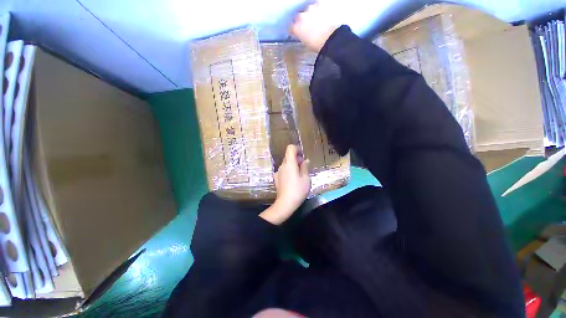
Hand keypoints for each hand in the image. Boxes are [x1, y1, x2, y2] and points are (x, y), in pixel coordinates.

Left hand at [260, 145, 310, 224]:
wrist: (285, 203)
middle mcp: (282, 165)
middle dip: (296, 158)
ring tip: (299, 175)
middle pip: (288, 156)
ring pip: (286, 164)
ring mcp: (278, 172)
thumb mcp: (306, 179)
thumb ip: (305, 167)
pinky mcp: (276, 178)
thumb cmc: (298, 190)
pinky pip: (283, 170)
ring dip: (292, 165)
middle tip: (303, 167)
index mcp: (290, 163)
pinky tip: (292, 180)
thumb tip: (305, 161)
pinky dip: (288, 171)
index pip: (290, 148)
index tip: (302, 156)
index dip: (297, 149)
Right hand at [290, 2, 337, 52]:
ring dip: (310, 14)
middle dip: (301, 21)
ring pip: (307, 10)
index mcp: (295, 28)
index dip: (294, 29)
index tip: (298, 32)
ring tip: (316, 20)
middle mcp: (300, 16)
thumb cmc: (317, 45)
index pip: (291, 27)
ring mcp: (310, 9)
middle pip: (298, 17)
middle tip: (307, 26)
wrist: (330, 39)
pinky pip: (317, 5)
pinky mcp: (319, 4)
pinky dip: (318, 9)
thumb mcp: (305, 43)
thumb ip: (301, 35)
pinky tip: (322, 15)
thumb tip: (302, 33)